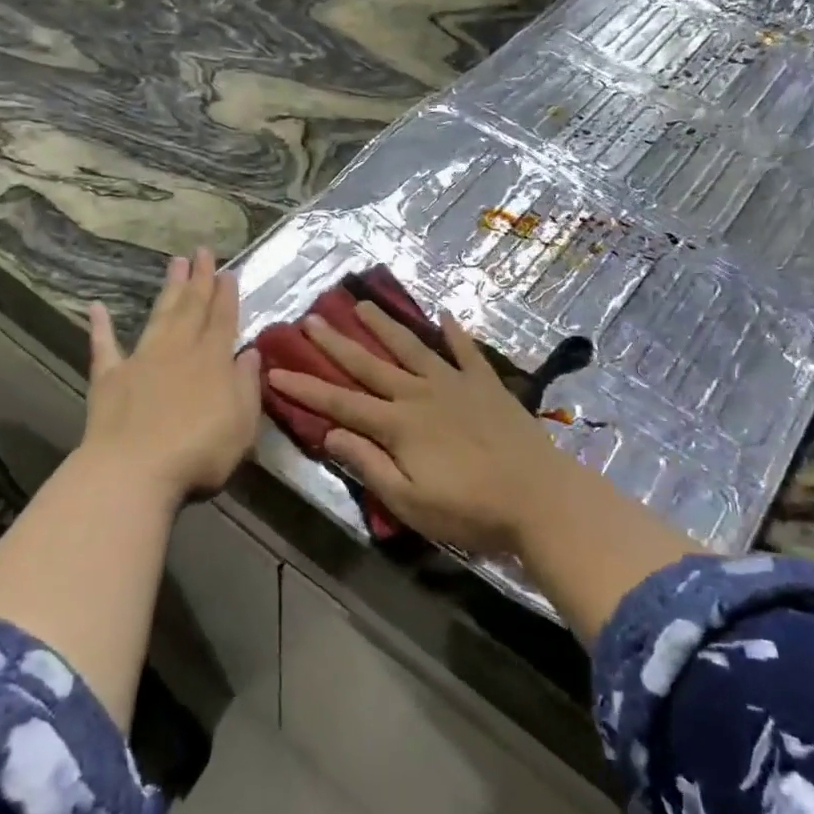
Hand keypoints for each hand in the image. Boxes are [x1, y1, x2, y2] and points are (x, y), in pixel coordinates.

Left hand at [82, 248, 260, 499]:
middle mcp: (179, 351)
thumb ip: (247, 385)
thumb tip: (250, 353)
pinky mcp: (109, 378)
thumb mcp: (242, 423)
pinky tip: (96, 307)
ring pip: (159, 316)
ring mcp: (142, 361)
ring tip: (175, 262)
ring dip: (168, 290)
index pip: (223, 320)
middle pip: (192, 308)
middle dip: (199, 279)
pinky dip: (100, 327)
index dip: (226, 295)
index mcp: (213, 361)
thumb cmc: (200, 451)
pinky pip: (104, 347)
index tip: (228, 271)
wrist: (134, 470)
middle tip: (202, 251)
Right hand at [265, 304, 584, 555]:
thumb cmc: (470, 509)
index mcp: (398, 425)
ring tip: (363, 304)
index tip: (275, 370)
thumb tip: (328, 434)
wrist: (539, 497)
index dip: (305, 388)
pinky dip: (455, 333)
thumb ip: (369, 465)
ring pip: (411, 348)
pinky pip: (466, 352)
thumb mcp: (410, 501)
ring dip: (385, 326)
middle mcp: (420, 394)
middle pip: (370, 364)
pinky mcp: (486, 384)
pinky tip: (445, 314)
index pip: (340, 403)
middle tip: (311, 319)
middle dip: (337, 343)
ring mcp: (455, 384)